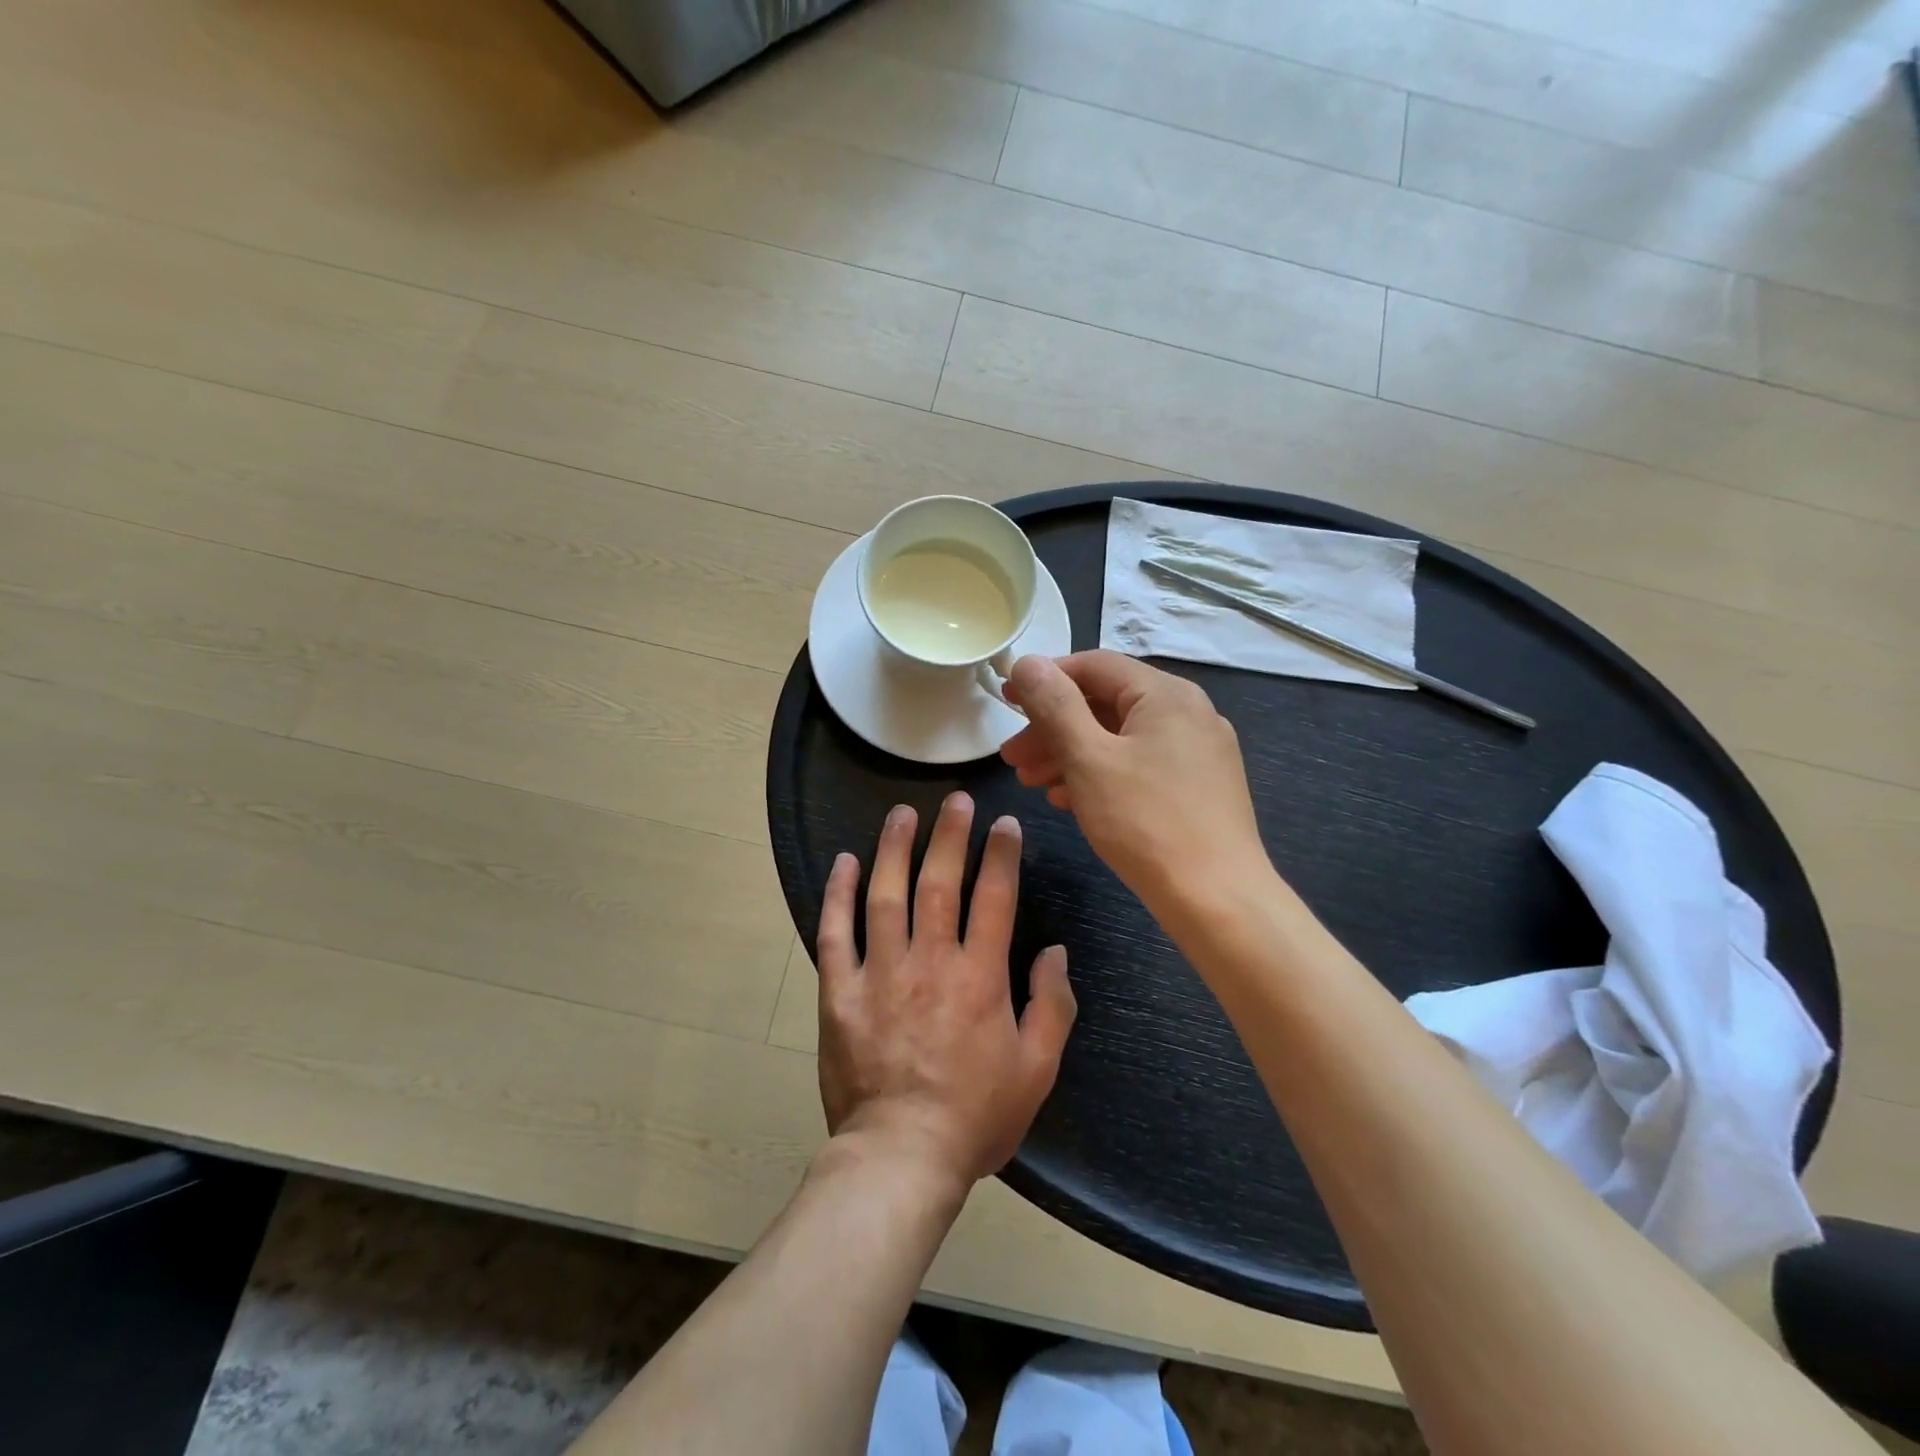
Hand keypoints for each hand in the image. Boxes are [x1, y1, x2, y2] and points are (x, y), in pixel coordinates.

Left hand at [815, 793, 1076, 1186]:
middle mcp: (930, 962)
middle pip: (939, 882)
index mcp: (980, 977)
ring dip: (894, 849)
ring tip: (902, 813)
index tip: (1004, 824)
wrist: (901, 1157)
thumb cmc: (976, 1116)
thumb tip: (1056, 951)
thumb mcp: (1037, 1068)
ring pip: (885, 896)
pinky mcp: (840, 993)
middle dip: (950, 835)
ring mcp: (880, 974)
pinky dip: (838, 895)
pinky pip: (835, 934)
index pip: (994, 898)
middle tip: (954, 800)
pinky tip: (844, 863)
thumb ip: (1053, 1004)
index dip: (1001, 855)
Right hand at [1001, 651, 1268, 911]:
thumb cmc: (1145, 821)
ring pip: (1120, 738)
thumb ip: (1055, 705)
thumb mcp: (1089, 758)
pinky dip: (1101, 775)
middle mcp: (1189, 712)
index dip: (1044, 679)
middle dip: (1053, 728)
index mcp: (1166, 694)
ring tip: (1032, 782)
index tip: (1006, 700)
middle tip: (1012, 757)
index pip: (1094, 666)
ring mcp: (1198, 751)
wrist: (1216, 899)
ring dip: (1071, 754)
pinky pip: (1140, 765)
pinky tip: (1071, 800)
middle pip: (1106, 704)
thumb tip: (1028, 661)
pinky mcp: (1199, 786)